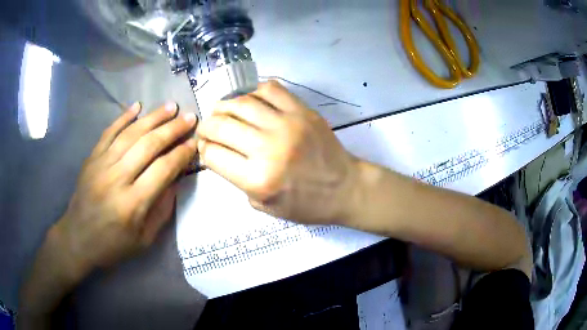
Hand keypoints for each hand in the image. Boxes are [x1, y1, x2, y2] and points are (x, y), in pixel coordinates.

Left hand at [53, 102, 196, 277]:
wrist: (77, 239)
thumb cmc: (112, 245)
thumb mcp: (144, 240)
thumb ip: (162, 211)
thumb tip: (175, 180)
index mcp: (133, 204)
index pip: (163, 169)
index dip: (181, 154)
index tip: (194, 142)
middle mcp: (117, 178)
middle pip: (148, 145)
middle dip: (172, 129)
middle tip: (189, 117)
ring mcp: (102, 165)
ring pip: (130, 134)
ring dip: (153, 117)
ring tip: (170, 106)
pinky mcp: (91, 158)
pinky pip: (109, 132)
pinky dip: (123, 117)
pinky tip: (137, 106)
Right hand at [197, 81, 358, 224]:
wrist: (345, 188)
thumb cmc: (306, 204)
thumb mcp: (265, 206)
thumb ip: (237, 181)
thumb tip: (219, 153)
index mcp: (257, 179)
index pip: (213, 155)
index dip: (203, 151)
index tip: (205, 149)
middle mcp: (268, 148)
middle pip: (220, 126)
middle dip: (206, 127)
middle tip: (207, 129)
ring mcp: (287, 124)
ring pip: (240, 102)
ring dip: (223, 106)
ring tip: (222, 112)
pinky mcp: (302, 111)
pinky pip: (269, 89)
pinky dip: (252, 91)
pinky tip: (249, 101)